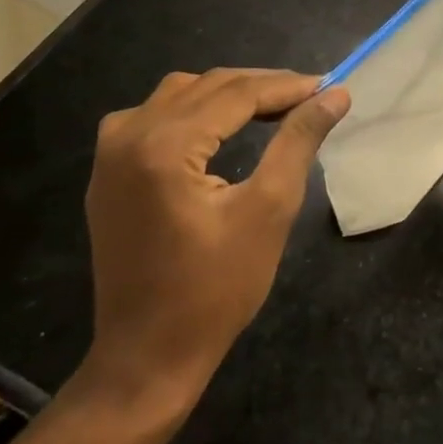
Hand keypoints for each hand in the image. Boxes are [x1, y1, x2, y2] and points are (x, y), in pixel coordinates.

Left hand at [79, 69, 349, 421]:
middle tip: (310, 97)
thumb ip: (299, 141)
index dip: (286, 86)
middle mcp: (128, 135)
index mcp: (164, 145)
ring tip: (275, 108)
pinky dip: (195, 111)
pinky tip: (222, 126)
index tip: (328, 86)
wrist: (146, 358)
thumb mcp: (269, 210)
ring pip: (180, 94)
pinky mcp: (107, 171)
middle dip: (262, 86)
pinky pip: (155, 116)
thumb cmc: (215, 290)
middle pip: (208, 86)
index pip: (236, 93)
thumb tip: (335, 95)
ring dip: (229, 94)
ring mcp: (110, 152)